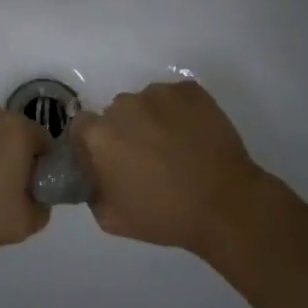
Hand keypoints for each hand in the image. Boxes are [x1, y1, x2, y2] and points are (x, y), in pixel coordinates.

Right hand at [75, 80, 269, 251]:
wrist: (225, 204)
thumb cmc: (165, 215)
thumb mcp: (110, 218)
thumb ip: (91, 189)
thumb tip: (94, 172)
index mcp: (100, 135)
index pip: (82, 126)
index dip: (93, 143)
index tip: (110, 160)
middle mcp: (124, 105)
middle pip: (116, 113)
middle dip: (126, 131)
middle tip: (146, 156)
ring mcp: (159, 93)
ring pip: (146, 103)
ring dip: (153, 120)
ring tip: (175, 147)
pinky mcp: (189, 89)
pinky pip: (175, 98)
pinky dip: (180, 112)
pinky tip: (193, 136)